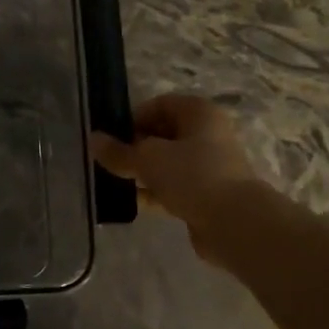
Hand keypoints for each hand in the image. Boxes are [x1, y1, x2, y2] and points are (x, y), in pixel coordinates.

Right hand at [92, 94, 265, 268]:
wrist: (235, 222)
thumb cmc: (192, 176)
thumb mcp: (147, 159)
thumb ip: (118, 151)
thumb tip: (93, 140)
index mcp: (198, 113)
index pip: (158, 105)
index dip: (132, 118)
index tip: (110, 138)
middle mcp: (206, 134)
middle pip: (161, 134)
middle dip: (134, 148)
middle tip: (109, 162)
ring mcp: (208, 165)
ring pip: (166, 163)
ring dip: (142, 172)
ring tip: (114, 183)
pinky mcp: (206, 194)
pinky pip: (173, 187)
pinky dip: (154, 192)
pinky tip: (132, 202)